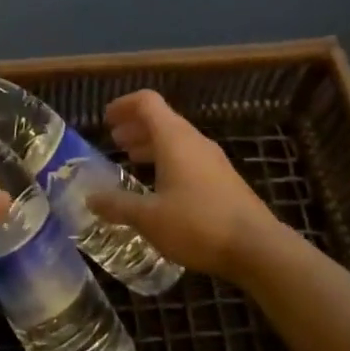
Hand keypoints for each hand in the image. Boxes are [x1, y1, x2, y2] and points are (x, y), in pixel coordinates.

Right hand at [88, 90, 284, 284]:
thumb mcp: (149, 217)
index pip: (147, 102)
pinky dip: (168, 160)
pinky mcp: (224, 179)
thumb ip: (118, 205)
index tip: (106, 119)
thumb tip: (90, 198)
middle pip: (161, 119)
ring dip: (151, 144)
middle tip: (114, 141)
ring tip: (132, 160)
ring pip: (176, 139)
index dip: (124, 105)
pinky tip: (160, 187)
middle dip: (135, 126)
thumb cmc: (198, 224)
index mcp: (174, 138)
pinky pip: (189, 157)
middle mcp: (194, 141)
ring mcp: (213, 160)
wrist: (258, 248)